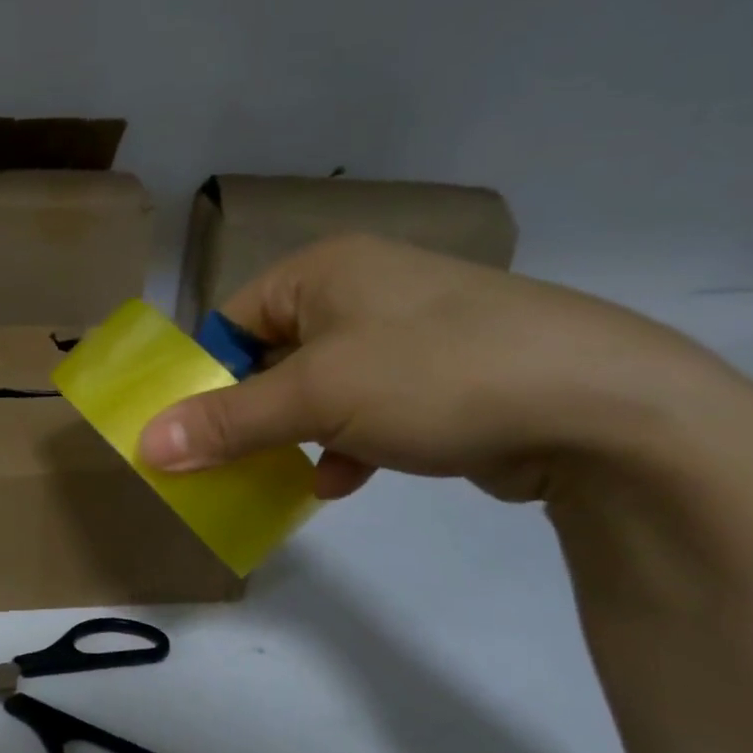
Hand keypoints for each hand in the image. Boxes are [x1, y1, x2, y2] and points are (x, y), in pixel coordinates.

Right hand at [140, 235, 735, 502]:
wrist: (606, 409)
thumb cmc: (432, 376)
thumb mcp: (314, 400)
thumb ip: (225, 422)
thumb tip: (145, 446)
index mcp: (324, 272)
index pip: (231, 320)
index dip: (204, 376)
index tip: (189, 431)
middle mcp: (363, 290)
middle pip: (273, 357)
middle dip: (250, 414)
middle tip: (225, 462)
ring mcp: (410, 332)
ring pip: (320, 388)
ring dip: (296, 435)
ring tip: (282, 475)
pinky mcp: (446, 375)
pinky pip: (368, 408)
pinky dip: (347, 444)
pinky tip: (343, 481)